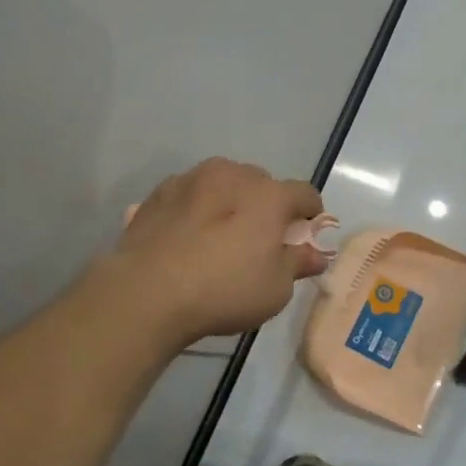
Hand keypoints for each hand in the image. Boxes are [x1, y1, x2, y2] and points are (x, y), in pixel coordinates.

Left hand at [108, 158, 325, 347]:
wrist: (148, 291)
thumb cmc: (224, 290)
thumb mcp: (275, 289)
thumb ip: (298, 263)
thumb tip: (317, 254)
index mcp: (270, 195)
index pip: (305, 194)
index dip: (310, 215)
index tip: (303, 237)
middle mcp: (234, 174)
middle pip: (262, 184)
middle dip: (266, 207)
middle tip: (258, 241)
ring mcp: (194, 178)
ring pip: (224, 183)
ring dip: (229, 201)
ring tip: (218, 236)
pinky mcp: (161, 191)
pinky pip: (191, 194)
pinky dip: (196, 208)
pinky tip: (187, 237)